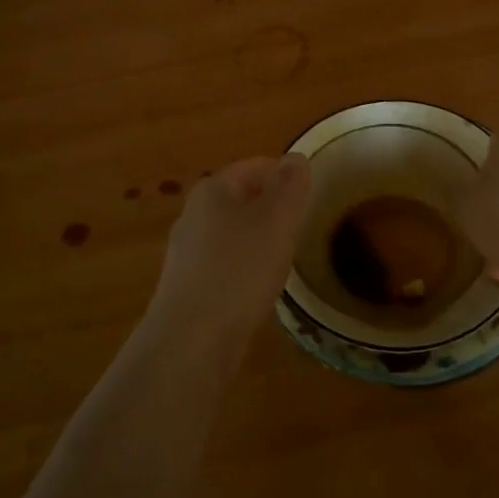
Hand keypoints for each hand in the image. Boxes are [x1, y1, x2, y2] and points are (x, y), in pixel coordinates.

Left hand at [145, 154, 311, 357]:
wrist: (192, 339)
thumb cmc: (240, 269)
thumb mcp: (278, 219)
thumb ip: (290, 185)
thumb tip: (295, 158)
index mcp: (213, 189)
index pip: (256, 166)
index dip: (286, 176)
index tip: (311, 196)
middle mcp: (194, 213)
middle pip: (242, 198)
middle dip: (272, 208)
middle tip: (302, 226)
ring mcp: (187, 252)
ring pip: (233, 233)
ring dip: (259, 240)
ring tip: (286, 257)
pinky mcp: (187, 287)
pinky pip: (224, 264)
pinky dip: (245, 268)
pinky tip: (259, 288)